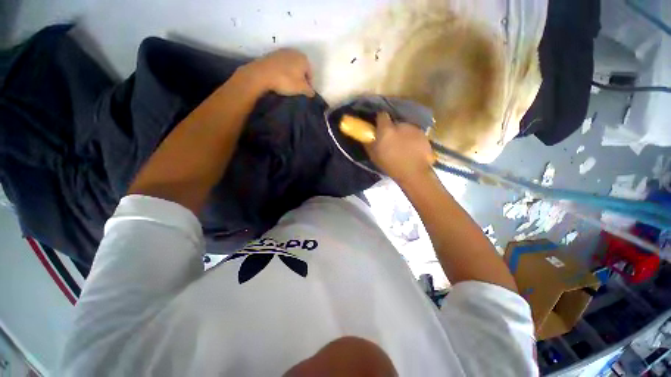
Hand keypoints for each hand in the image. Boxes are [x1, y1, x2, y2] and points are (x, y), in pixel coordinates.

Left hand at [239, 48, 314, 96]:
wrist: (262, 74)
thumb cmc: (286, 80)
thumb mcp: (301, 88)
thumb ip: (309, 91)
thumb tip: (312, 92)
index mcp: (304, 59)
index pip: (310, 74)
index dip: (308, 85)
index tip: (304, 92)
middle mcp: (295, 52)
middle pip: (301, 68)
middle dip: (300, 78)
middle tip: (296, 88)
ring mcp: (282, 52)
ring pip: (291, 66)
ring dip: (291, 74)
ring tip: (287, 84)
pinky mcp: (272, 54)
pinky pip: (282, 65)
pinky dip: (283, 71)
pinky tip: (279, 79)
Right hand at [365, 113, 434, 182]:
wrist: (413, 173)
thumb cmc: (390, 165)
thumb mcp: (374, 156)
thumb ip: (370, 143)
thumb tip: (366, 137)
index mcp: (386, 130)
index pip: (382, 115)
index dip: (380, 120)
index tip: (379, 127)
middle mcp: (401, 125)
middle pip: (395, 123)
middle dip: (393, 129)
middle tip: (391, 141)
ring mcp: (414, 129)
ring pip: (406, 128)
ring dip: (403, 134)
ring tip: (403, 147)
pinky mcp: (424, 135)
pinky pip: (415, 134)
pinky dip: (413, 139)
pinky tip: (412, 150)